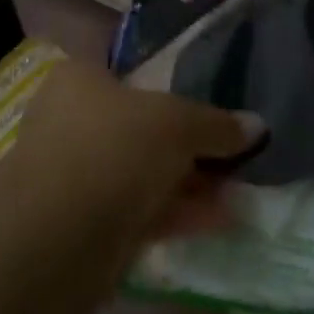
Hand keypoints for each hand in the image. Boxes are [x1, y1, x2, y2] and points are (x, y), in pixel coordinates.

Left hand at [3, 60, 260, 257]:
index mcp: (79, 80)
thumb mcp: (177, 123)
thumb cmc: (114, 149)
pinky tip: (217, 221)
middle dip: (187, 147)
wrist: (56, 237)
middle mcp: (69, 121)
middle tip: (231, 159)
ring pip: (139, 173)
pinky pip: (136, 211)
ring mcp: (72, 175)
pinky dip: (173, 214)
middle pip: (138, 128)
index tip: (210, 114)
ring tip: (236, 193)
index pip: (131, 76)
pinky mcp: (80, 224)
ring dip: (186, 184)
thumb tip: (257, 126)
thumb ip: (216, 124)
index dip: (173, 93)